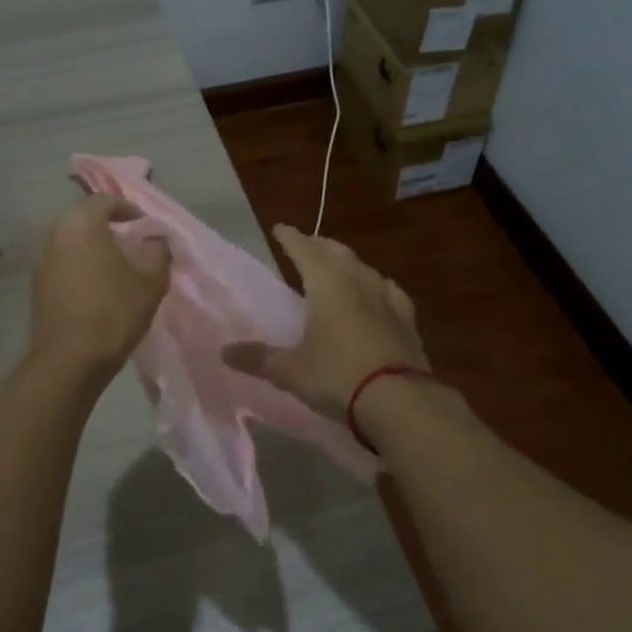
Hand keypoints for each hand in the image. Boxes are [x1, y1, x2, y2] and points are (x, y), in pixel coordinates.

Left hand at [29, 194, 171, 376]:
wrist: (69, 360)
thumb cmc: (114, 311)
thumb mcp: (150, 280)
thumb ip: (157, 251)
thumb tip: (156, 240)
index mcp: (81, 224)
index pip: (105, 200)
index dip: (129, 209)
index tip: (145, 226)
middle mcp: (55, 234)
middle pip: (84, 219)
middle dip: (108, 227)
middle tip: (131, 244)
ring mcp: (40, 260)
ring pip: (70, 242)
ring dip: (92, 247)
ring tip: (115, 267)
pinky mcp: (35, 286)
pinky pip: (61, 263)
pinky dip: (79, 266)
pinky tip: (96, 287)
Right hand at [222, 225, 428, 416]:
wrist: (400, 402)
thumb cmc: (337, 377)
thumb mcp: (290, 371)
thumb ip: (258, 358)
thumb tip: (224, 352)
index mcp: (328, 284)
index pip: (305, 250)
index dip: (291, 238)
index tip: (280, 228)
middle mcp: (358, 282)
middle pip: (337, 252)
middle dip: (320, 245)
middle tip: (308, 245)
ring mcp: (387, 299)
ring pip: (365, 268)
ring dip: (348, 263)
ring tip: (339, 267)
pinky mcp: (407, 321)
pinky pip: (390, 292)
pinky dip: (378, 286)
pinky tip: (379, 293)